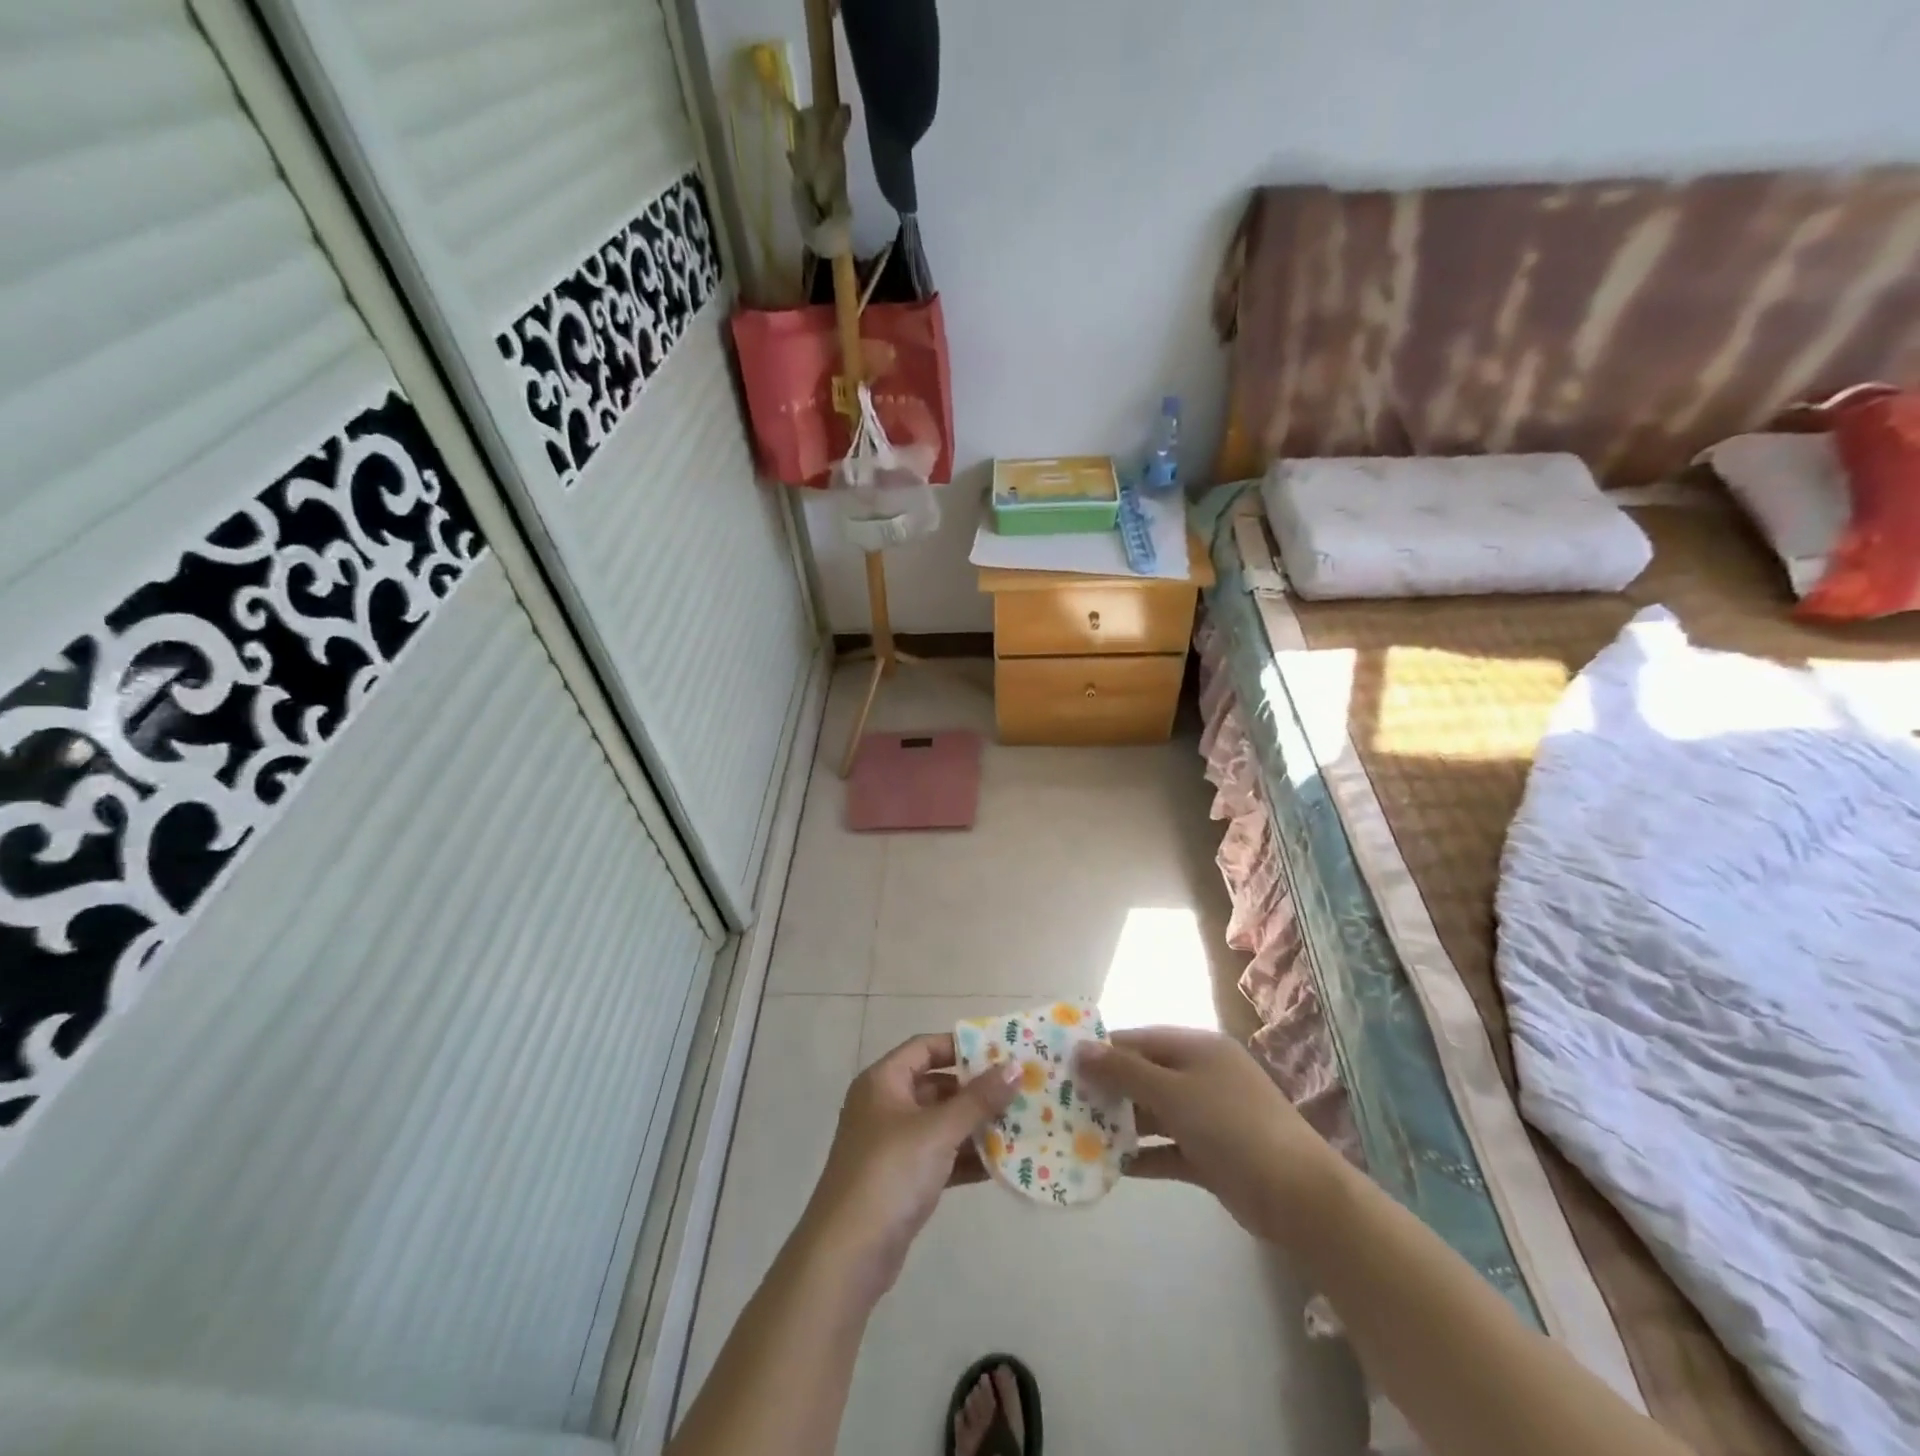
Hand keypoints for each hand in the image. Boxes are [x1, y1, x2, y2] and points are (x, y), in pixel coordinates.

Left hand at [799, 1034, 1019, 1299]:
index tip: (1001, 1051)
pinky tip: (1003, 1164)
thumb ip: (979, 1099)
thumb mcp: (938, 1130)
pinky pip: (940, 1157)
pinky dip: (966, 1158)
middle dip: (976, 1090)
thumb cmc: (890, 1173)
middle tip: (1019, 1090)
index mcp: (883, 1082)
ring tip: (1021, 1125)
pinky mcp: (902, 1181)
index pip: (924, 1047)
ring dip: (976, 1126)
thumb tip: (1016, 1067)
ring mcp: (892, 1145)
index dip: (961, 1046)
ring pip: (941, 1124)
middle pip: (936, 1085)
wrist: (847, 1256)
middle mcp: (885, 1106)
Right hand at [1077, 1026, 1341, 1243]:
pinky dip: (1143, 1156)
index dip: (1102, 1050)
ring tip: (1078, 1134)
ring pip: (1153, 1113)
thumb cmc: (1232, 1126)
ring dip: (1121, 1124)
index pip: (1138, 1040)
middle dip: (1107, 1089)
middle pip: (1143, 1075)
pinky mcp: (1210, 1155)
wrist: (1298, 1196)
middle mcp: (1201, 1075)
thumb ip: (1124, 1071)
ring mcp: (1207, 1116)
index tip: (1063, 1065)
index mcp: (1196, 1048)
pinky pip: (1167, 1148)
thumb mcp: (1173, 1092)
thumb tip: (1080, 1048)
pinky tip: (1111, 1167)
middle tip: (1064, 1103)